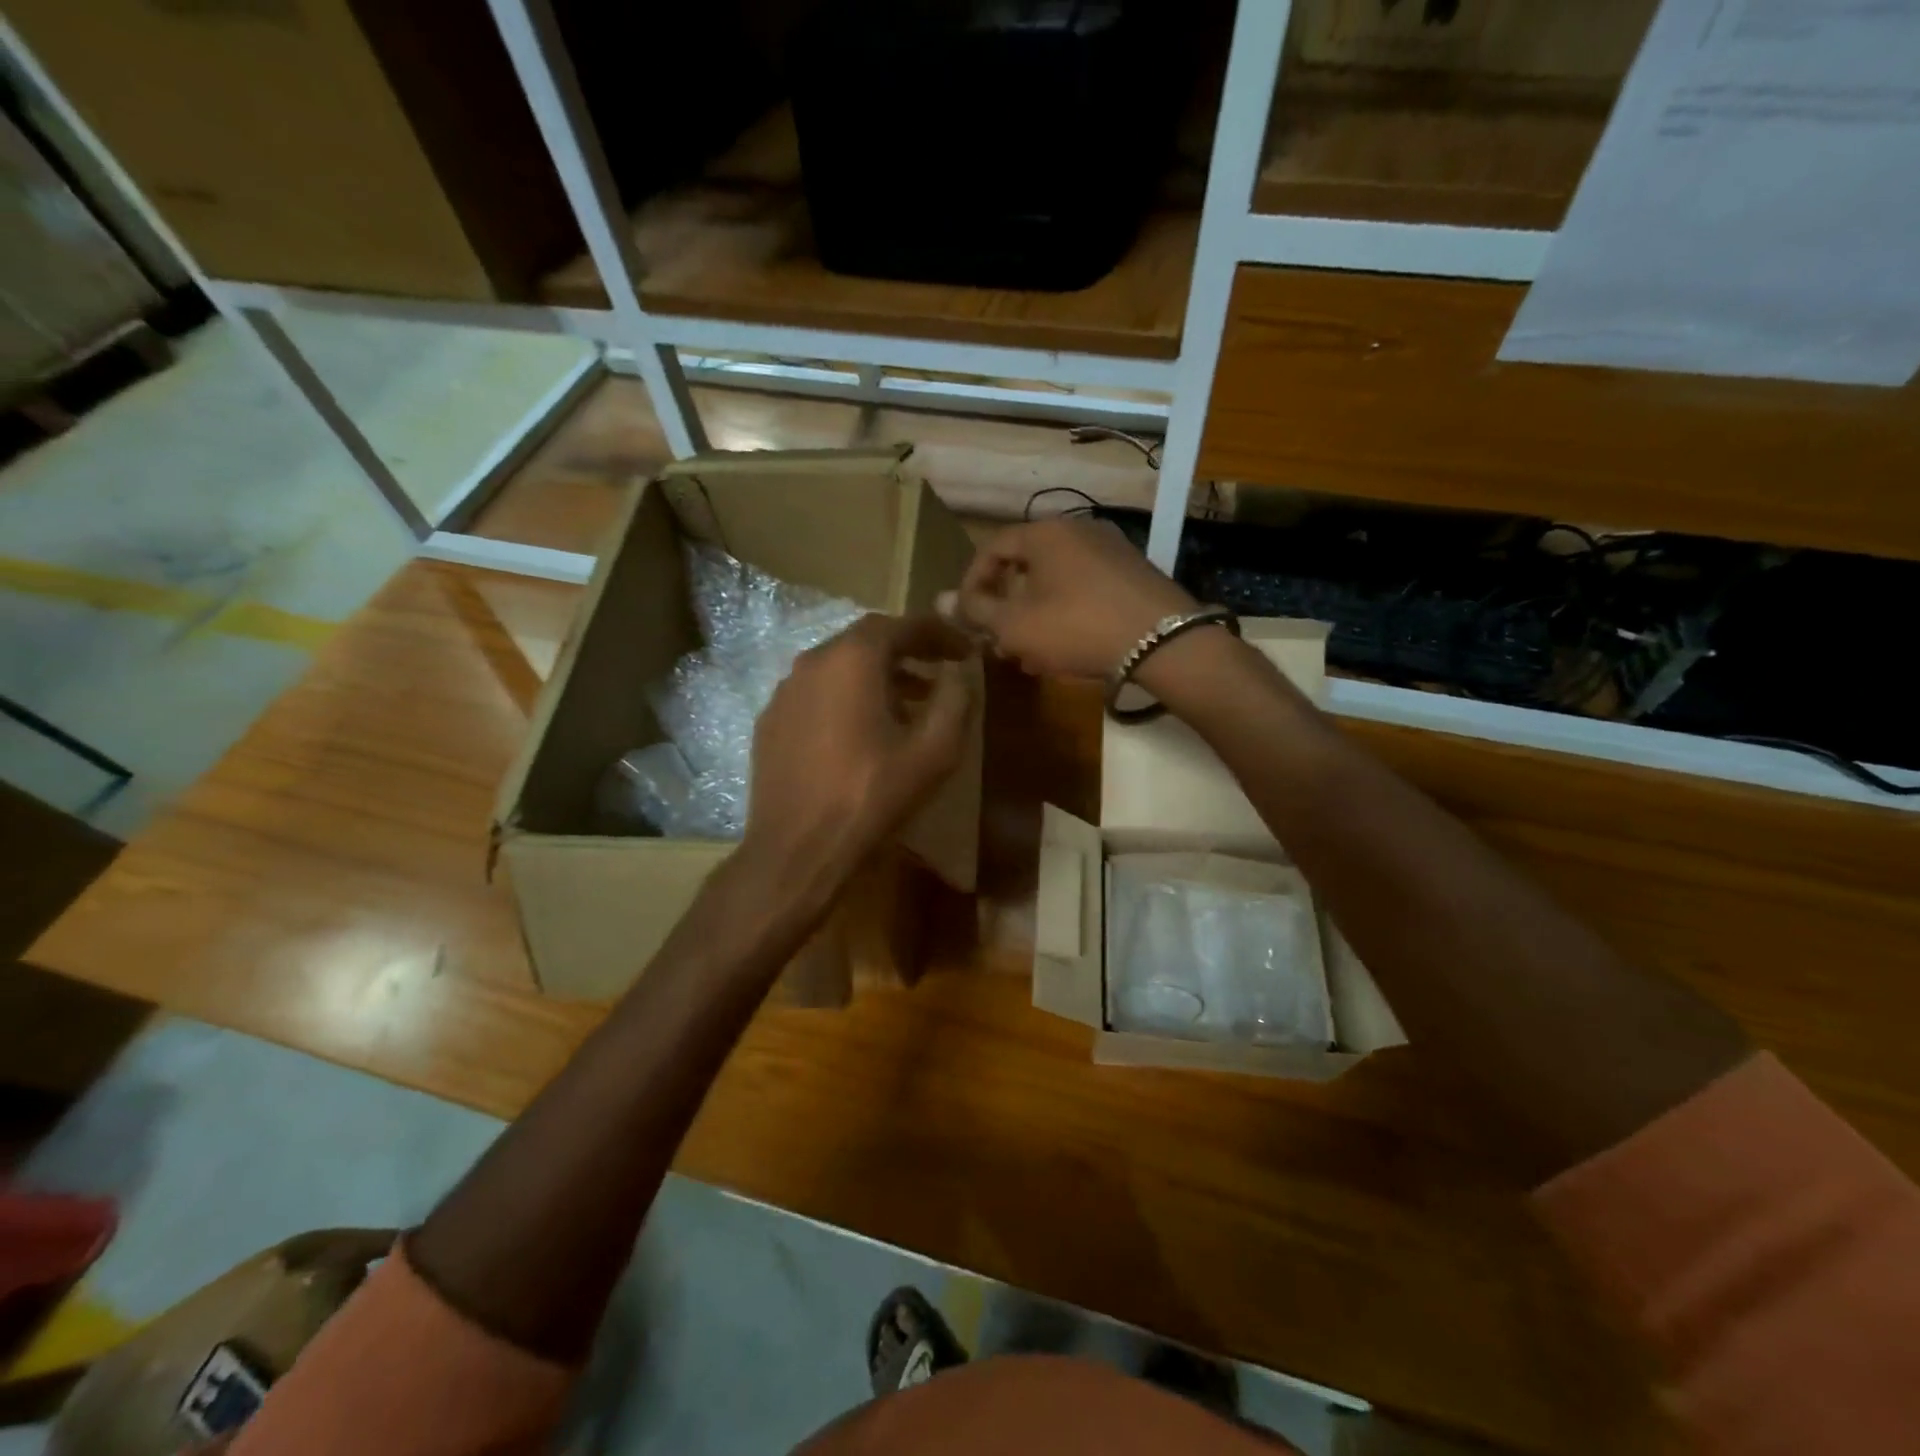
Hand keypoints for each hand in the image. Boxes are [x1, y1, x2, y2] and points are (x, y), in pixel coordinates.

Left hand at [739, 613, 974, 901]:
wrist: (797, 849)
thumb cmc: (872, 795)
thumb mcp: (935, 750)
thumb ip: (956, 699)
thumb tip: (960, 671)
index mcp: (852, 658)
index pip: (901, 624)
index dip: (938, 632)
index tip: (964, 648)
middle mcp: (812, 661)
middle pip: (866, 640)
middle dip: (908, 650)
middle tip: (940, 668)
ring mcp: (785, 692)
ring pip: (839, 667)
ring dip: (878, 676)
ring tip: (911, 702)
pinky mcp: (770, 722)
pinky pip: (817, 693)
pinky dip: (847, 697)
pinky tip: (864, 730)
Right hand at [948, 518, 1195, 680]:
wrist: (1162, 641)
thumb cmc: (1077, 627)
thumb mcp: (1016, 625)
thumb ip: (976, 611)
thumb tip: (939, 600)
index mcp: (1045, 534)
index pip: (993, 548)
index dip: (972, 583)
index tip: (967, 616)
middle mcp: (1078, 530)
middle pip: (1026, 565)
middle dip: (1005, 604)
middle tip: (997, 639)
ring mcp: (1110, 549)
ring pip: (1055, 581)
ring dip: (1034, 614)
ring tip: (1028, 652)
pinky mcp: (1132, 573)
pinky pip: (1084, 588)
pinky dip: (1065, 612)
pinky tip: (1065, 647)